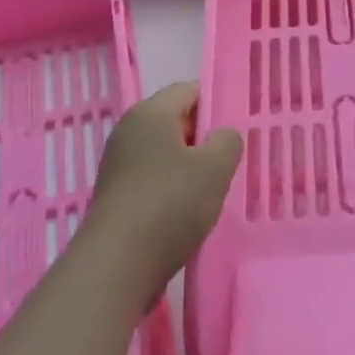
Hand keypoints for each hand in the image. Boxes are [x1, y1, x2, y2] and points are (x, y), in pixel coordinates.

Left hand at [83, 83, 242, 303]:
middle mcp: (128, 131)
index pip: (189, 90)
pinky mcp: (115, 195)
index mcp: (150, 113)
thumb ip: (228, 141)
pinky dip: (172, 188)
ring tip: (214, 188)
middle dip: (204, 137)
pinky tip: (189, 211)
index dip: (216, 102)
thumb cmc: (170, 203)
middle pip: (175, 121)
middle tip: (231, 159)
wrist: (117, 264)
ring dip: (189, 166)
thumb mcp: (215, 168)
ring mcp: (118, 164)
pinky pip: (152, 178)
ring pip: (164, 153)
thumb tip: (222, 135)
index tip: (239, 125)